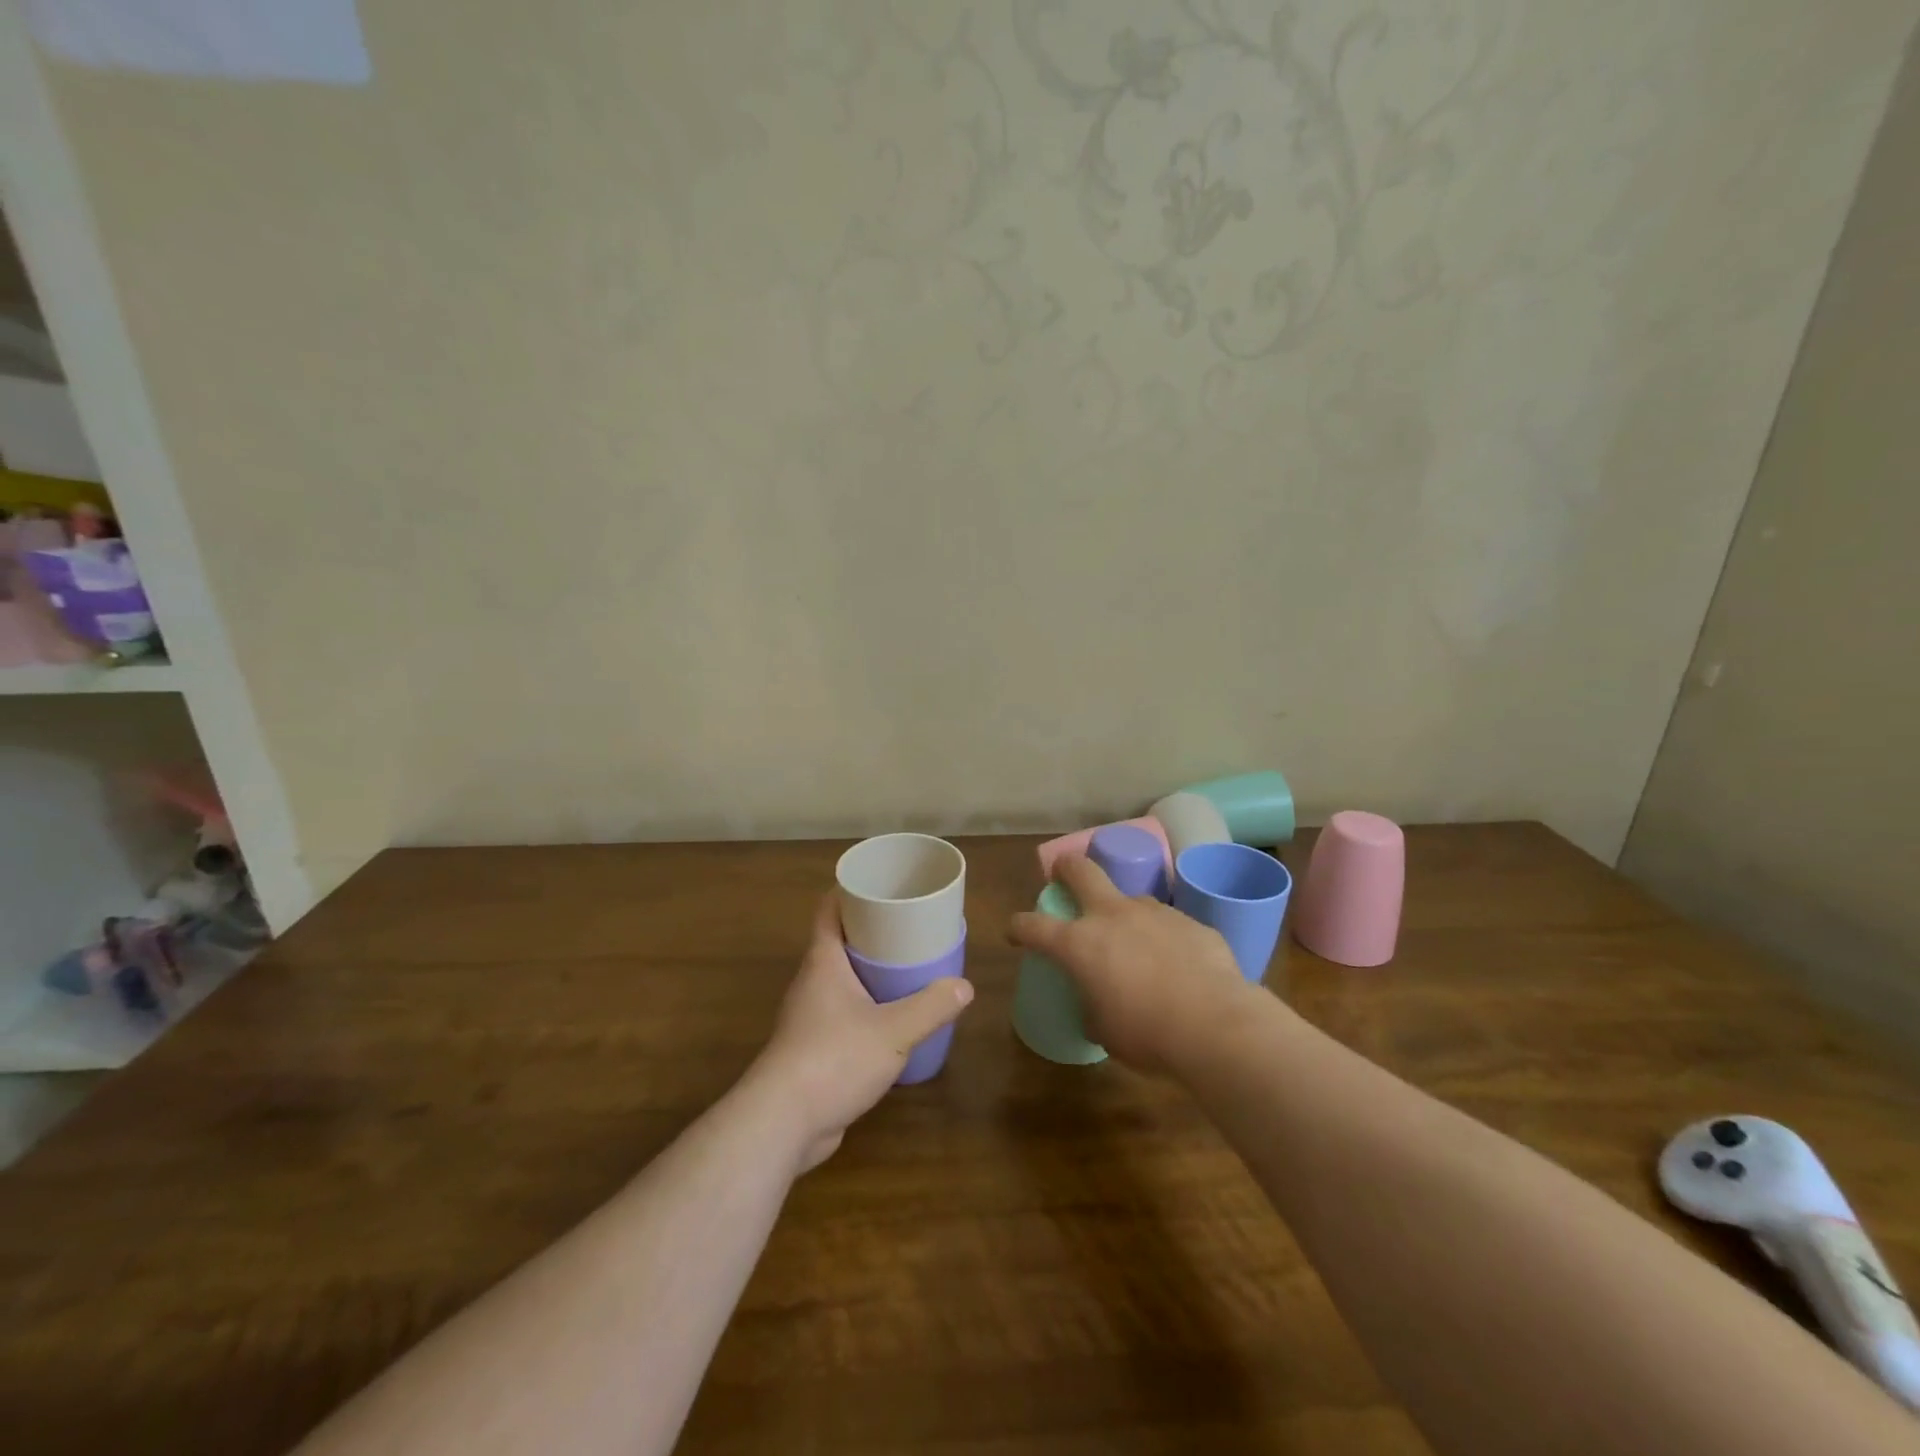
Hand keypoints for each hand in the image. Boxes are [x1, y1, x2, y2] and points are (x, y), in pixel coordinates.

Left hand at [749, 895, 973, 1172]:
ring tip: (909, 970)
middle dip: (873, 932)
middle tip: (911, 927)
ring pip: (843, 980)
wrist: (783, 1123)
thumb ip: (931, 1007)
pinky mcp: (813, 1048)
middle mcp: (813, 982)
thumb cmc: (833, 1059)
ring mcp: (810, 1016)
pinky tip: (893, 1020)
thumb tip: (964, 986)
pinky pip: (843, 1013)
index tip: (882, 885)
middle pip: (840, 941)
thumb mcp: (893, 1031)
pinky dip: (866, 1007)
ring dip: (871, 972)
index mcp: (824, 962)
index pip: (830, 909)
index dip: (852, 891)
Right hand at [1009, 854, 1258, 1074]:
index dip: (1019, 927)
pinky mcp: (1191, 921)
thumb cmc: (1147, 1035)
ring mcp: (1154, 913)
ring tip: (1137, 945)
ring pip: (1130, 899)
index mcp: (1079, 943)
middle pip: (1080, 870)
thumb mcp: (1104, 1030)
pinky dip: (1165, 939)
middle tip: (1063, 875)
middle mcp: (1113, 916)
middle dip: (1066, 868)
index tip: (1015, 932)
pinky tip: (1178, 966)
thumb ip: (1092, 1007)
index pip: (1033, 925)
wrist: (1217, 1026)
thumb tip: (1098, 1004)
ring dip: (1125, 915)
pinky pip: (1169, 924)